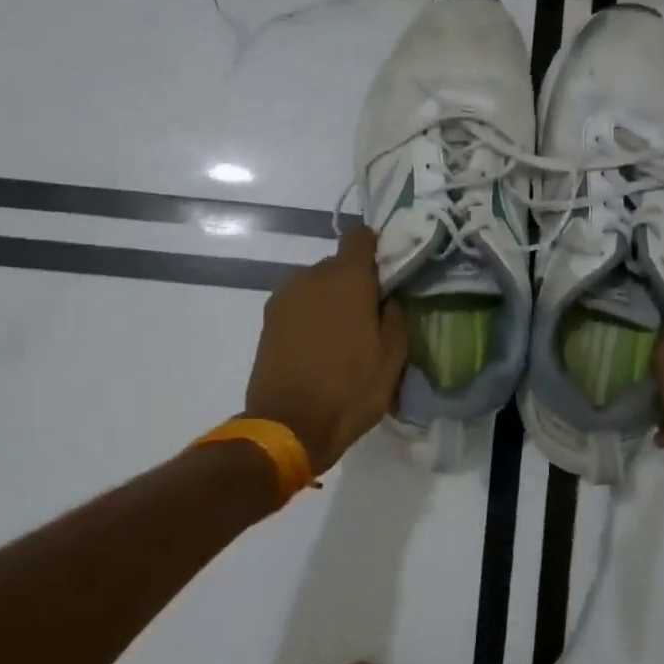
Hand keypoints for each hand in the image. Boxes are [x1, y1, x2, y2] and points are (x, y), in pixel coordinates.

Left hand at [244, 226, 408, 474]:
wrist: (288, 426)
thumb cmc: (349, 391)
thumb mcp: (392, 359)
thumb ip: (395, 317)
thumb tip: (388, 299)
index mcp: (347, 279)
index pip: (360, 237)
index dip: (375, 249)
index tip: (386, 274)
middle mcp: (311, 277)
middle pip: (338, 265)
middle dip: (354, 284)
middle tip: (368, 319)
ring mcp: (284, 298)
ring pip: (316, 286)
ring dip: (330, 302)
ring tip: (341, 340)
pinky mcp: (267, 321)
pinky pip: (298, 306)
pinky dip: (310, 318)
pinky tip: (317, 350)